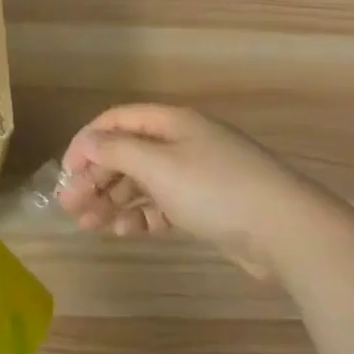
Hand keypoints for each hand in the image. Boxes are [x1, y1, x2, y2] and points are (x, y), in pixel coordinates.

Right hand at [60, 104, 311, 277]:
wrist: (287, 231)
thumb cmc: (215, 189)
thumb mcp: (158, 166)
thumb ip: (116, 152)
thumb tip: (86, 141)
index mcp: (171, 122)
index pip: (116, 121)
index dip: (87, 143)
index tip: (66, 172)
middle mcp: (182, 143)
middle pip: (127, 154)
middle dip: (97, 178)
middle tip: (70, 207)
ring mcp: (197, 175)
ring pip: (143, 182)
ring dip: (114, 200)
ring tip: (89, 225)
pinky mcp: (208, 206)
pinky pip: (164, 205)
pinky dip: (142, 216)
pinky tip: (125, 232)